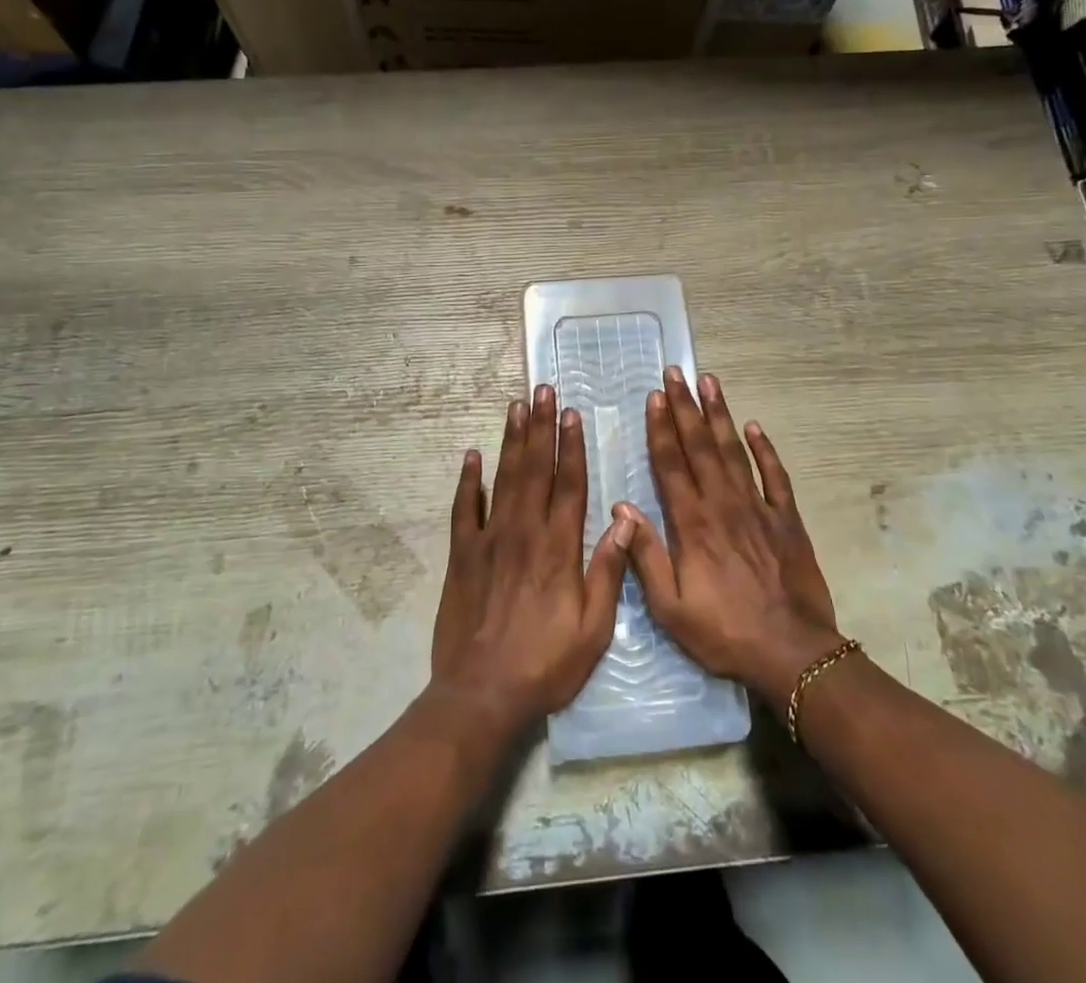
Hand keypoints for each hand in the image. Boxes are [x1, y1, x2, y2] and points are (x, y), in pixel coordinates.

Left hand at [430, 384, 631, 743]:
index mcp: (559, 548)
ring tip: (516, 406)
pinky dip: (468, 481)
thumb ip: (608, 572)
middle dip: (540, 427)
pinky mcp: (462, 555)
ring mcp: (489, 540)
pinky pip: (464, 509)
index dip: (572, 446)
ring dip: (511, 440)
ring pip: (503, 479)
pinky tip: (472, 455)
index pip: (569, 485)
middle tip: (542, 390)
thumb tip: (623, 521)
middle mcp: (524, 533)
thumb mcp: (593, 630)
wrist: (481, 695)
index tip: (572, 414)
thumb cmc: (545, 665)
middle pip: (535, 469)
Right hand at [621, 369, 844, 711]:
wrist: (792, 653)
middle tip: (675, 373)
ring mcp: (758, 508)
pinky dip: (765, 449)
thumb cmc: (725, 633)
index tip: (654, 397)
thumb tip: (623, 508)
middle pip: (700, 446)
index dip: (661, 428)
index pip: (671, 464)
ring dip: (720, 415)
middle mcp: (723, 504)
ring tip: (710, 382)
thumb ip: (646, 556)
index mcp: (692, 524)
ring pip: (734, 451)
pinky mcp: (787, 519)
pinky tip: (755, 426)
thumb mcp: (671, 608)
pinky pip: (775, 476)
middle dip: (685, 407)